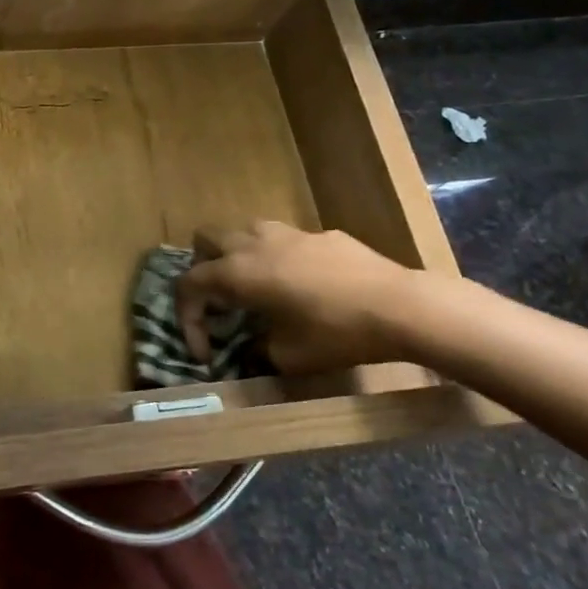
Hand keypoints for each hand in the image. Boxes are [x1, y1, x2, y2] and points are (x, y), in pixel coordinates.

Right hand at [174, 222, 423, 375]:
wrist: (399, 306)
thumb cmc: (336, 333)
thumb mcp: (288, 357)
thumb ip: (257, 350)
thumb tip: (251, 350)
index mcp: (237, 273)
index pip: (189, 285)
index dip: (187, 320)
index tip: (205, 352)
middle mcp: (253, 244)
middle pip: (205, 240)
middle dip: (203, 269)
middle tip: (220, 302)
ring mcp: (287, 233)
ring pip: (243, 231)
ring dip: (237, 256)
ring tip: (255, 287)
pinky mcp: (319, 234)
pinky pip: (284, 239)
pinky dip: (278, 258)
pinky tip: (303, 285)